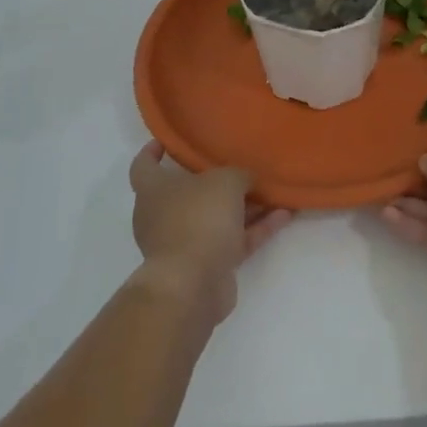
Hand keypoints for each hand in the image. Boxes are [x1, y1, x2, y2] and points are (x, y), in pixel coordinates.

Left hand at [128, 142, 292, 323]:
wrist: (192, 284)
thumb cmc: (199, 218)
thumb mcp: (226, 181)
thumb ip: (239, 175)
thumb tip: (246, 180)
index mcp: (153, 189)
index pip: (143, 165)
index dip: (152, 151)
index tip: (167, 142)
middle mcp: (162, 215)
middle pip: (187, 192)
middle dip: (214, 181)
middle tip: (238, 165)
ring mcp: (183, 242)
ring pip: (215, 217)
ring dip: (244, 206)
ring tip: (272, 191)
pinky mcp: (205, 266)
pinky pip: (232, 240)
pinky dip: (254, 229)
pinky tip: (283, 216)